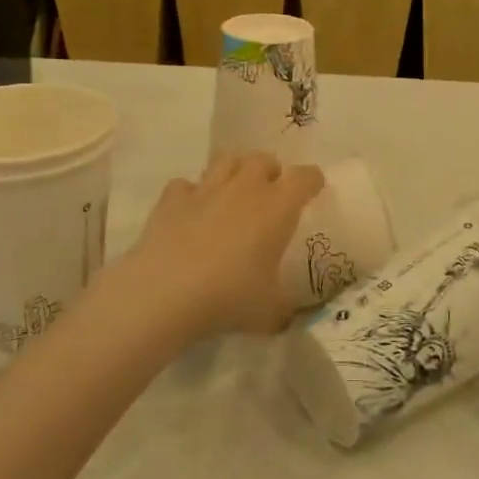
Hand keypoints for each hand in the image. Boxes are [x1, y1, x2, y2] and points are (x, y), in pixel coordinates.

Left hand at [107, 153, 324, 339]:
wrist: (165, 293)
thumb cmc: (229, 297)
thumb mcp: (269, 313)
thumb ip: (283, 310)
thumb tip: (287, 318)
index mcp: (277, 207)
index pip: (305, 177)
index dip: (312, 181)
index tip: (313, 190)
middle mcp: (245, 188)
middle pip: (263, 159)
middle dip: (270, 171)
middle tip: (268, 195)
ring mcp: (206, 189)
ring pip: (226, 160)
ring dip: (234, 171)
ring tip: (233, 193)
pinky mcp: (172, 198)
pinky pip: (186, 185)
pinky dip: (191, 194)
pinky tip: (191, 212)